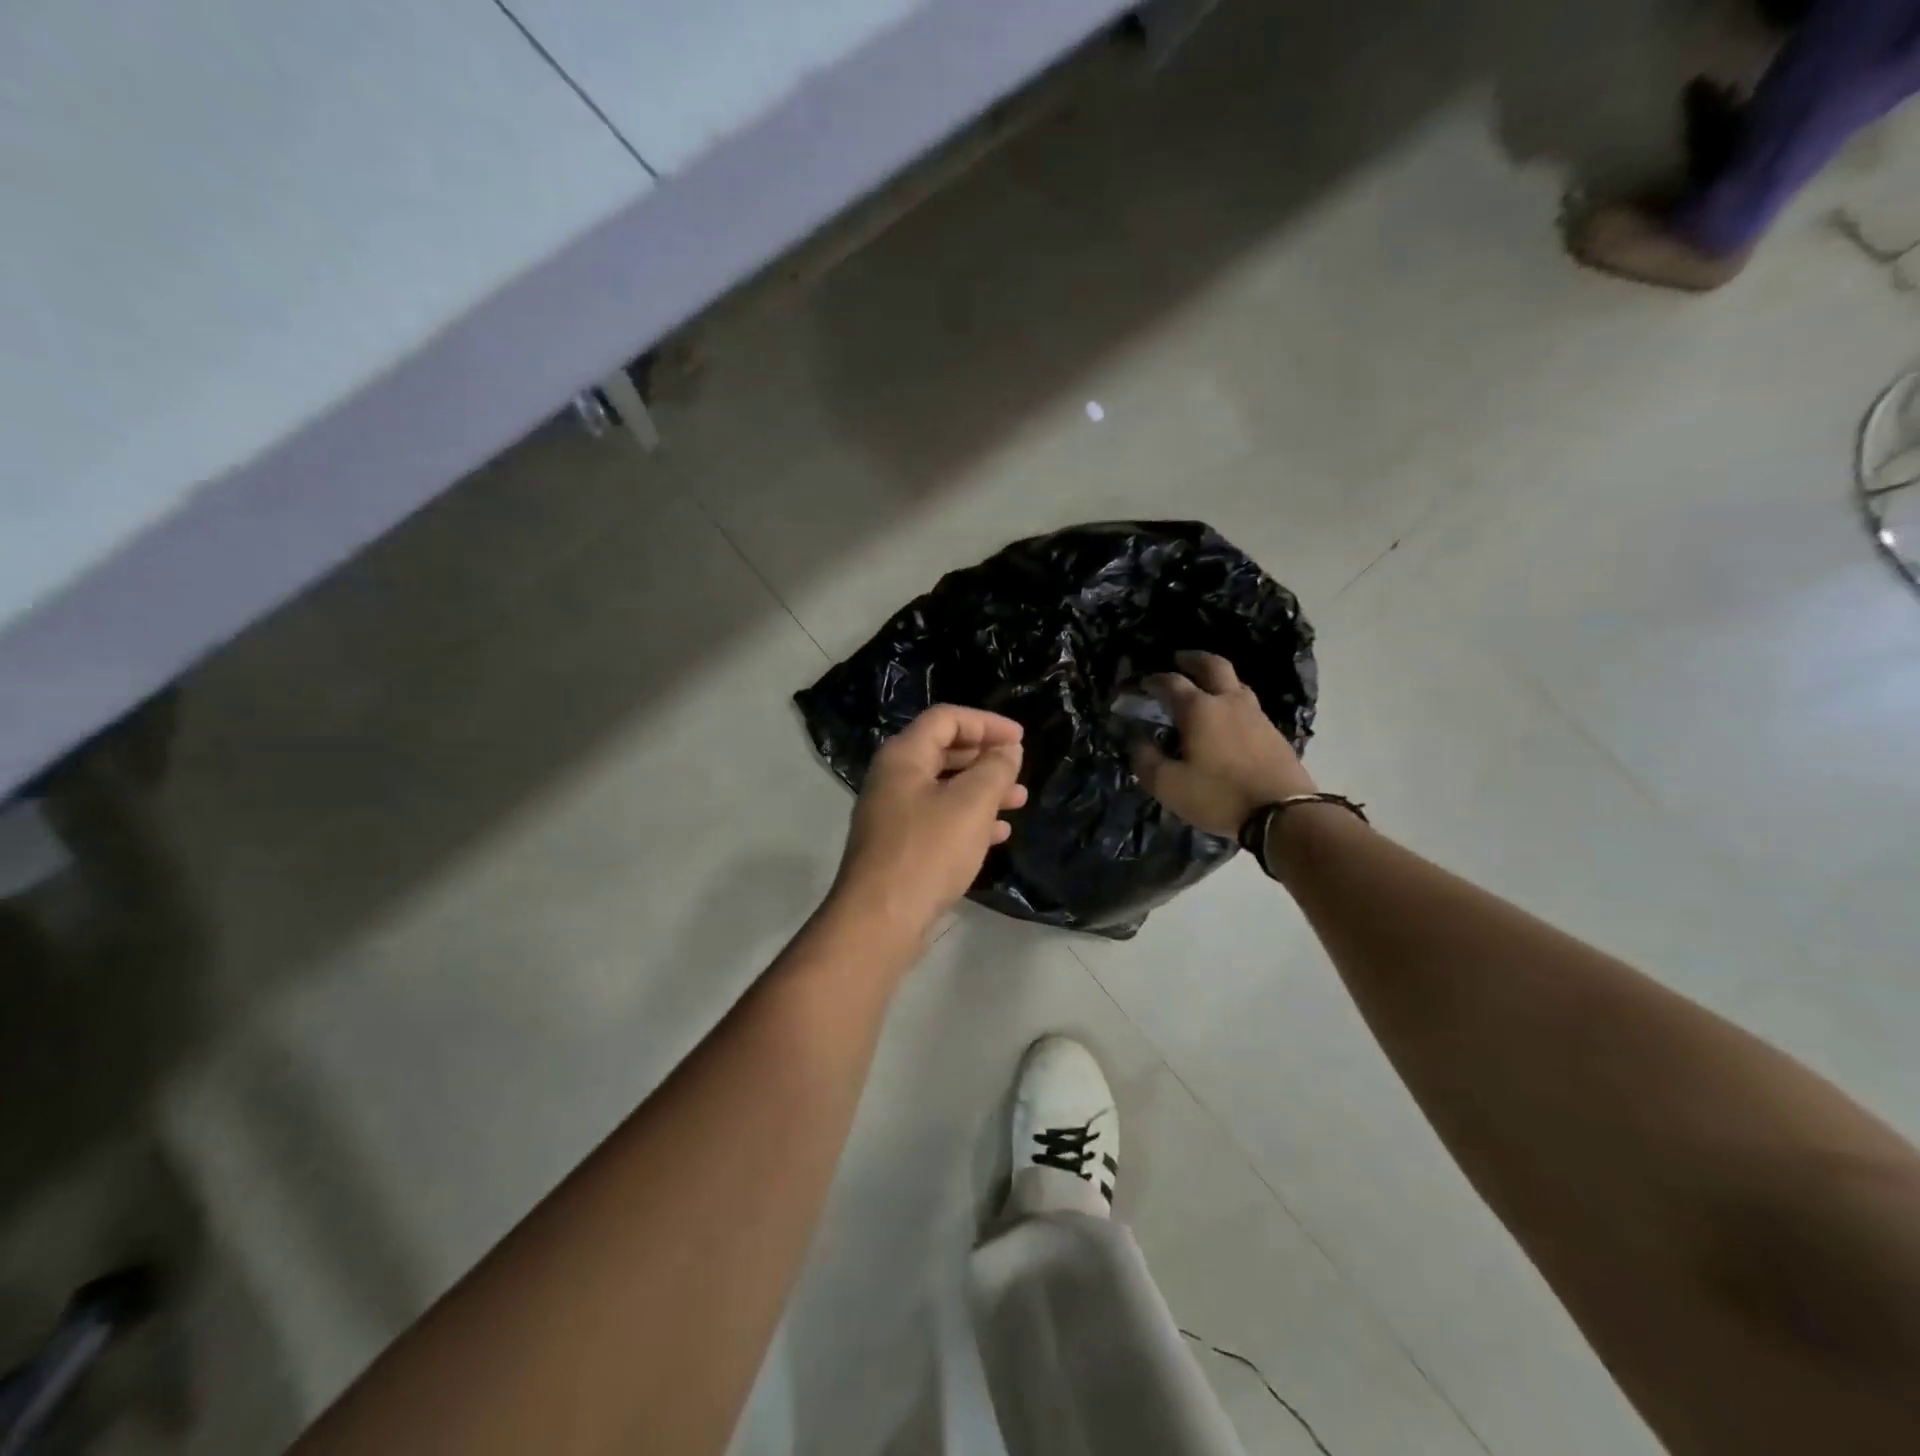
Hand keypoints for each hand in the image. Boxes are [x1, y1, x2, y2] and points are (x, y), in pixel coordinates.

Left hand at [832, 706, 1028, 939]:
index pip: (946, 719)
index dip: (986, 723)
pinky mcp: (900, 846)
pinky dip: (970, 819)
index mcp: (903, 757)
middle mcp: (893, 778)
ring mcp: (894, 814)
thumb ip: (994, 770)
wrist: (881, 919)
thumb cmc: (928, 851)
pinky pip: (940, 819)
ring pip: (945, 788)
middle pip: (944, 751)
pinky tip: (998, 834)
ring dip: (983, 790)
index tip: (1021, 739)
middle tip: (1019, 769)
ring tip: (1019, 801)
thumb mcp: (971, 804)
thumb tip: (1007, 750)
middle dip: (985, 757)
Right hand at [1132, 650, 1314, 836]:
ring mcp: (1255, 715)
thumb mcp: (1168, 785)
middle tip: (1178, 660)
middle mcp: (1228, 702)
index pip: (1171, 682)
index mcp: (1199, 709)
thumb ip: (1146, 760)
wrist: (1282, 813)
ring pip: (1235, 683)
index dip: (1152, 679)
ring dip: (1217, 678)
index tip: (1140, 683)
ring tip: (1204, 687)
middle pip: (1212, 665)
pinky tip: (1228, 718)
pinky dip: (1232, 701)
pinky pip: (1248, 704)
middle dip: (1192, 659)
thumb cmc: (1218, 796)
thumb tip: (1137, 741)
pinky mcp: (1273, 732)